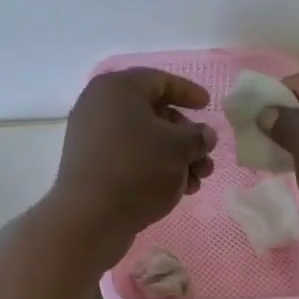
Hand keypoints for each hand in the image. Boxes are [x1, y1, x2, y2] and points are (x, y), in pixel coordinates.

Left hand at [47, 69, 216, 264]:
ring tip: (197, 181)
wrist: (90, 217)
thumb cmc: (138, 168)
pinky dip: (154, 169)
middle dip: (185, 136)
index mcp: (116, 89)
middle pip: (153, 113)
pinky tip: (177, 190)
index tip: (207, 105)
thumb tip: (203, 136)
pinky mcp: (91, 166)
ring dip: (176, 157)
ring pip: (144, 140)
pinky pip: (129, 158)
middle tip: (205, 156)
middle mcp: (99, 107)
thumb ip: (198, 136)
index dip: (187, 92)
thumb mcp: (179, 147)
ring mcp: (92, 138)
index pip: (159, 81)